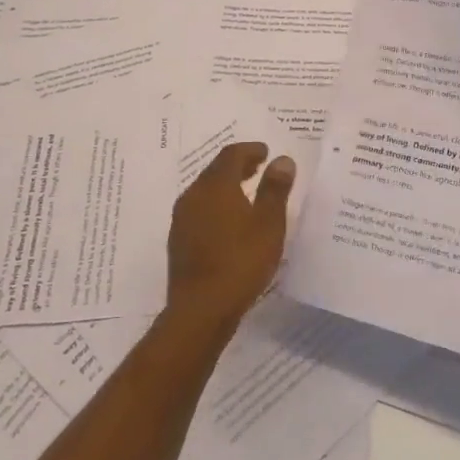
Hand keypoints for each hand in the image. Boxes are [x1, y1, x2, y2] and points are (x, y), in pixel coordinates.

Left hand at [166, 142, 295, 327]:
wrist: (201, 309)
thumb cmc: (241, 261)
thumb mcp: (268, 224)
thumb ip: (275, 189)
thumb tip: (282, 160)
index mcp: (215, 186)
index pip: (231, 155)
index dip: (250, 150)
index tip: (266, 152)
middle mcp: (193, 195)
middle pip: (215, 171)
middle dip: (238, 166)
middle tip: (258, 167)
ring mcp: (182, 219)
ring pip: (205, 191)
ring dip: (226, 186)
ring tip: (247, 194)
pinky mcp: (178, 241)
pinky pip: (199, 210)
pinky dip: (216, 206)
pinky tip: (229, 223)